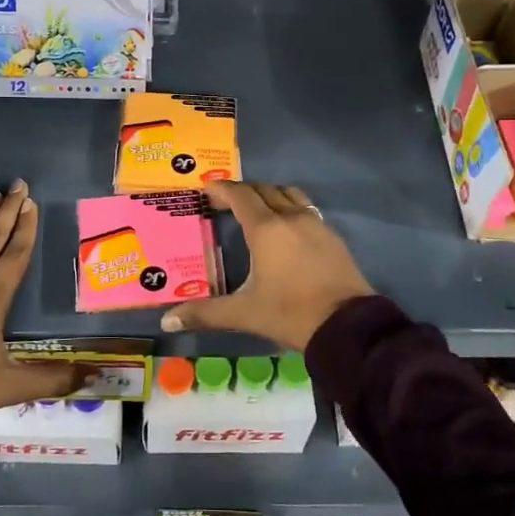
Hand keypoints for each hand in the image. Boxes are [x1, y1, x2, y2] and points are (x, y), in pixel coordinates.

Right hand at [161, 181, 374, 350]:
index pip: (240, 195)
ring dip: (269, 195)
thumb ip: (205, 313)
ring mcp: (316, 224)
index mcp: (266, 229)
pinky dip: (290, 208)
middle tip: (224, 202)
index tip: (206, 189)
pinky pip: (307, 209)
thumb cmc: (290, 313)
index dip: (221, 189)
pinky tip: (286, 230)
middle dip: (242, 191)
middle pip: (264, 190)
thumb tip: (167, 321)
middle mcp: (291, 217)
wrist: (347, 326)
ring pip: (289, 194)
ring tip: (256, 210)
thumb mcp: (244, 313)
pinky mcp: (333, 236)